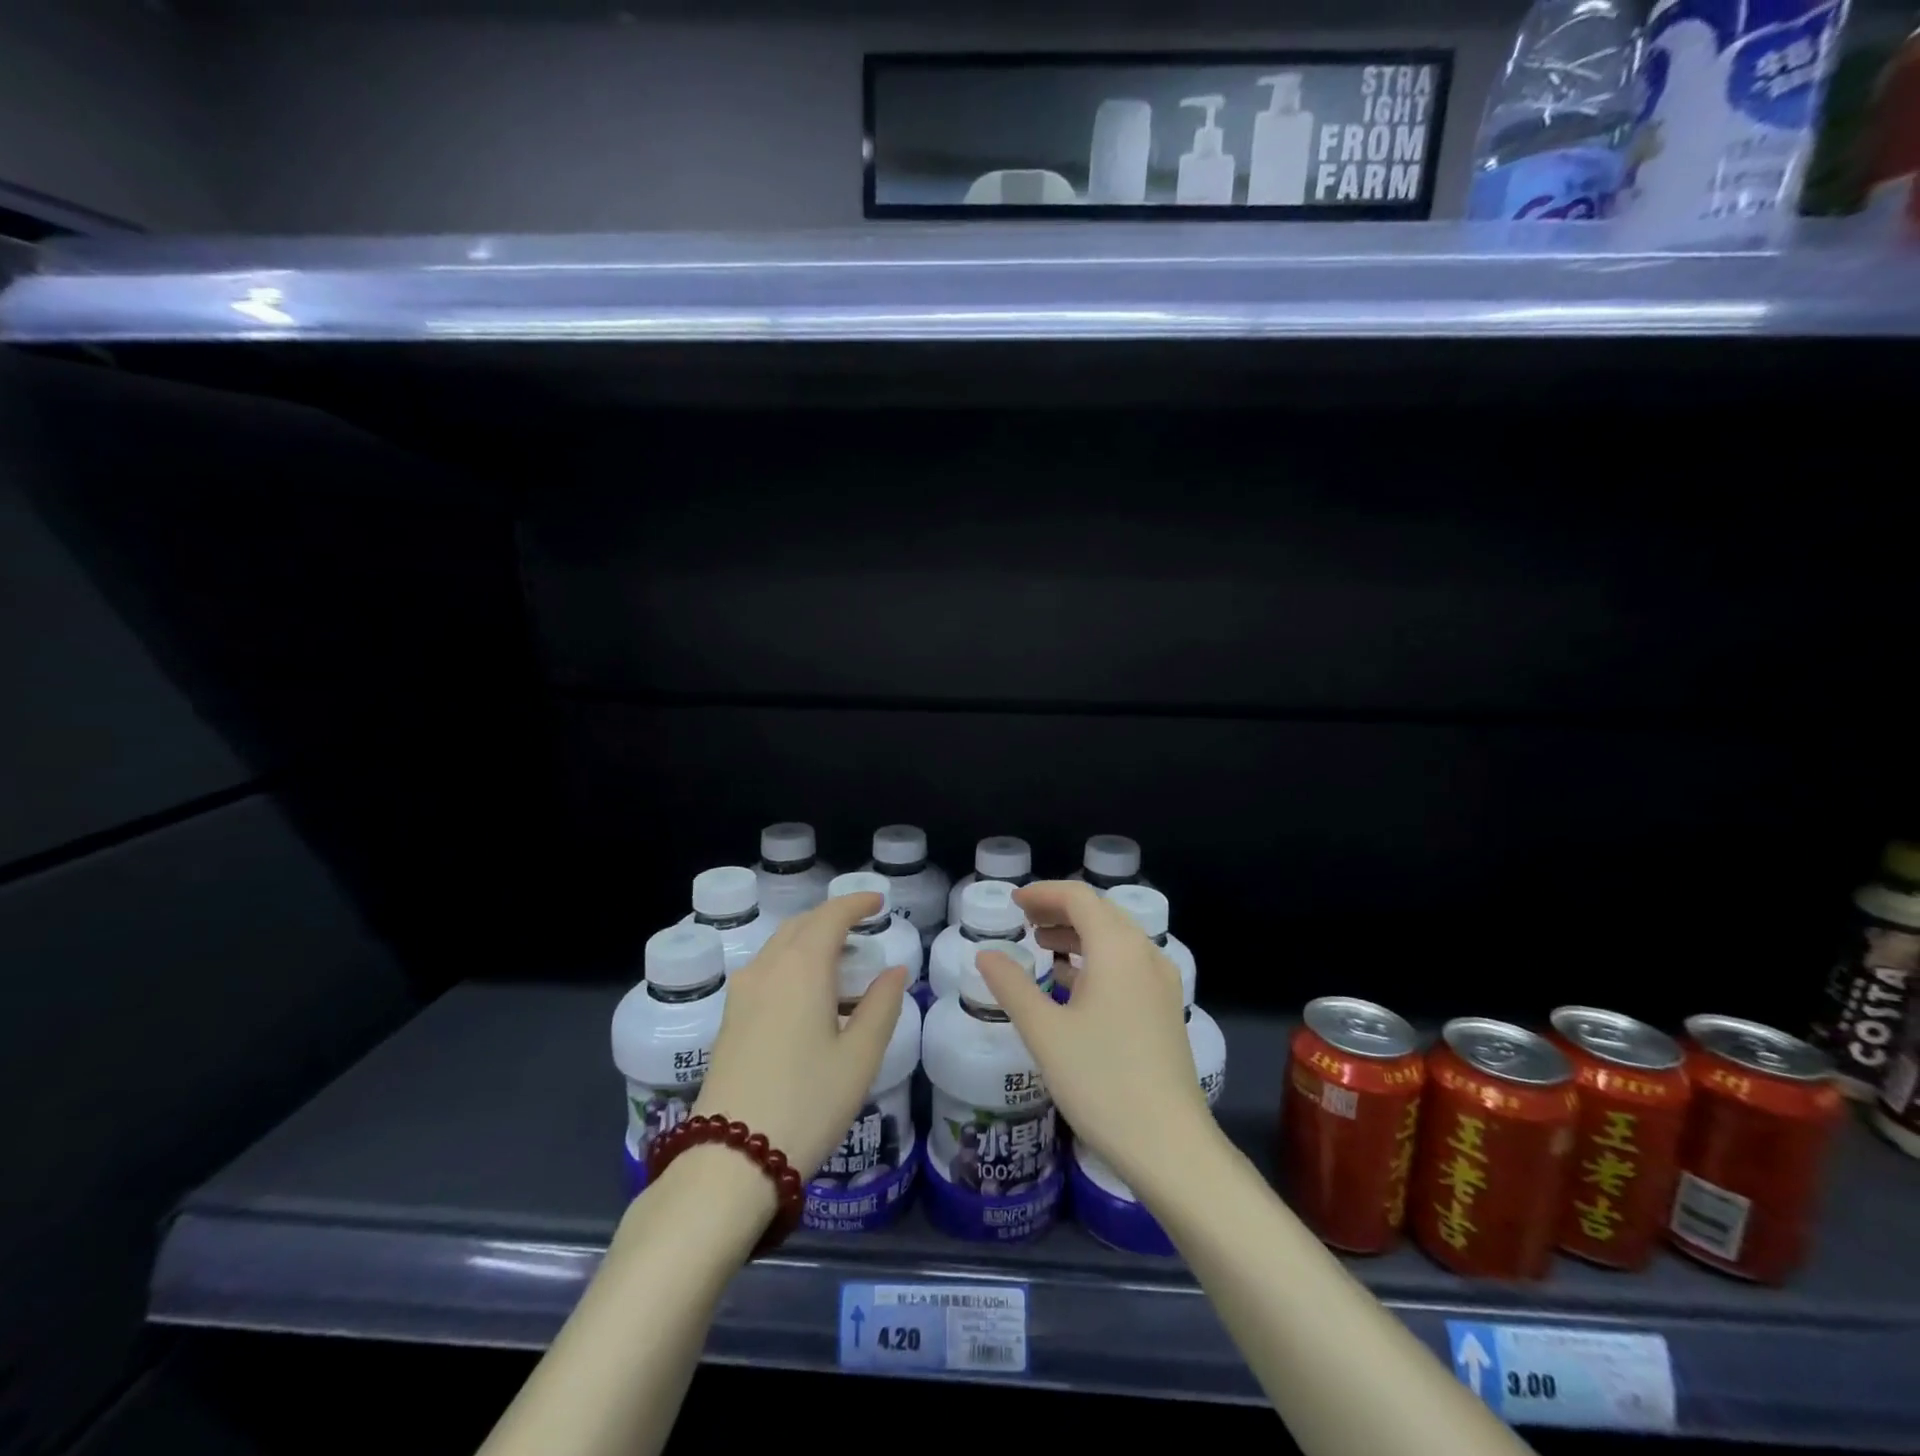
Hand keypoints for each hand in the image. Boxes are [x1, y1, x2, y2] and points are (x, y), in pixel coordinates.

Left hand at [691, 892, 908, 1179]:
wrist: (730, 1161)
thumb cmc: (807, 1104)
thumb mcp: (860, 1058)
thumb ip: (881, 1006)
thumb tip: (895, 971)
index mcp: (802, 969)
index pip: (830, 916)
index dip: (856, 903)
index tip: (879, 903)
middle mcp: (768, 969)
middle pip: (801, 925)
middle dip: (832, 918)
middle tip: (862, 928)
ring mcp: (742, 994)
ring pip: (779, 946)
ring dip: (809, 939)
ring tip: (839, 959)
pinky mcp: (729, 1019)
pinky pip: (765, 969)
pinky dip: (791, 962)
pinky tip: (807, 993)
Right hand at [976, 880, 1214, 1194]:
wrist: (1170, 1146)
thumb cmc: (1102, 1082)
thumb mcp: (1045, 1032)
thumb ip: (1012, 986)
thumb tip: (985, 954)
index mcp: (1118, 948)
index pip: (1079, 897)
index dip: (1043, 892)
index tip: (1013, 901)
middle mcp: (1145, 954)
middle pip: (1100, 912)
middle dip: (1059, 909)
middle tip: (1023, 919)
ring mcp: (1161, 983)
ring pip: (1115, 939)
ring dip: (1078, 933)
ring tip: (1041, 943)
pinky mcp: (1165, 1009)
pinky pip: (1127, 964)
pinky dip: (1096, 959)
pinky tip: (1071, 981)